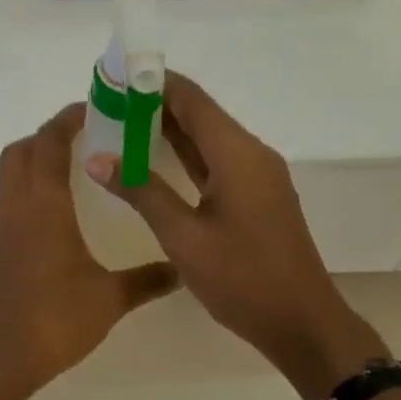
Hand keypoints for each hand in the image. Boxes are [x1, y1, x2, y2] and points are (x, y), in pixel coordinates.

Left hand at [0, 104, 178, 399]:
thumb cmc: (53, 320)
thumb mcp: (109, 299)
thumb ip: (148, 280)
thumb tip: (183, 269)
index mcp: (42, 206)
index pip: (49, 143)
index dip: (68, 119)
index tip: (95, 107)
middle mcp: (16, 207)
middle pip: (21, 150)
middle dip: (49, 135)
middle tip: (87, 136)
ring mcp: (2, 228)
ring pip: (11, 175)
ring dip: (36, 160)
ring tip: (76, 167)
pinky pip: (10, 200)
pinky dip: (30, 189)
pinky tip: (58, 213)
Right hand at [87, 73, 388, 399]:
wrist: (301, 322)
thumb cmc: (242, 279)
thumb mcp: (183, 237)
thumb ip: (142, 192)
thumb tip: (99, 158)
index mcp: (237, 154)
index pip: (191, 99)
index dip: (152, 82)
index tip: (114, 76)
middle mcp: (251, 154)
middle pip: (199, 114)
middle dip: (154, 104)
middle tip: (107, 102)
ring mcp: (257, 176)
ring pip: (207, 139)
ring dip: (167, 130)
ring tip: (120, 124)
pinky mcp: (256, 197)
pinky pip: (215, 162)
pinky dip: (184, 156)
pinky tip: (153, 160)